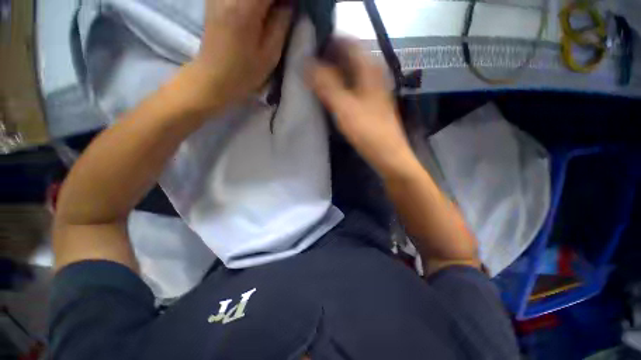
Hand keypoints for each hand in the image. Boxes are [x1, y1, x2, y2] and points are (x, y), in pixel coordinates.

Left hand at [189, 0, 292, 109]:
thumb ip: (282, 22)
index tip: (290, 9)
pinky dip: (254, 3)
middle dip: (274, 1)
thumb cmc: (245, 71)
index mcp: (245, 7)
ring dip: (265, 3)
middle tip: (282, 12)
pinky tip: (258, 12)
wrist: (215, 76)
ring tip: (271, 14)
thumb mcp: (270, 53)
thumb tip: (289, 3)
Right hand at [309, 39, 417, 177]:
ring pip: (350, 74)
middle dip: (328, 60)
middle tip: (308, 69)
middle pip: (348, 58)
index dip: (328, 44)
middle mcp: (373, 75)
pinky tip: (329, 96)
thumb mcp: (344, 107)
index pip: (347, 43)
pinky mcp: (370, 104)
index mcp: (369, 69)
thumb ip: (326, 85)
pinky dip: (340, 88)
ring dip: (333, 74)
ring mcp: (373, 90)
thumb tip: (307, 64)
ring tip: (315, 81)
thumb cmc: (368, 131)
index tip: (309, 52)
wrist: (387, 154)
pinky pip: (352, 88)